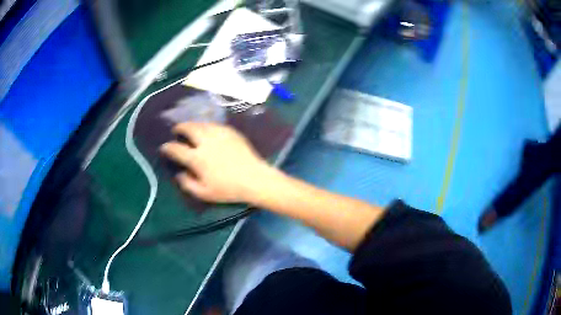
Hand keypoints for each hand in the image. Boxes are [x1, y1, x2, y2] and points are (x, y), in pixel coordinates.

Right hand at [160, 122, 269, 202]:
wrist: (254, 178)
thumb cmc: (228, 189)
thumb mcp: (205, 193)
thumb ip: (188, 184)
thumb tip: (179, 174)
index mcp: (197, 158)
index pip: (177, 149)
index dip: (167, 147)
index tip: (164, 147)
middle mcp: (206, 142)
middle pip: (189, 128)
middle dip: (180, 128)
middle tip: (177, 130)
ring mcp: (219, 134)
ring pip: (202, 124)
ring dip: (193, 125)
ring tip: (191, 128)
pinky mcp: (231, 132)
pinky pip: (215, 125)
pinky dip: (207, 126)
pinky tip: (208, 130)